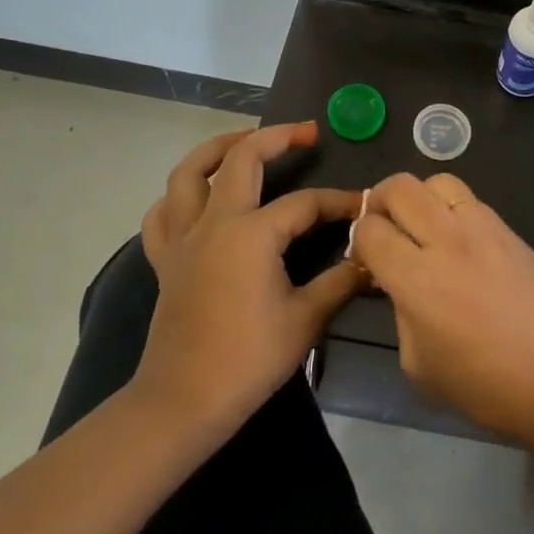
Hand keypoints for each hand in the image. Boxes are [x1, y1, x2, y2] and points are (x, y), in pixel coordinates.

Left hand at [132, 123, 363, 437]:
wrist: (183, 402)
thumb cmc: (248, 360)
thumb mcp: (305, 319)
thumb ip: (340, 282)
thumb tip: (370, 258)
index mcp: (251, 233)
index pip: (304, 203)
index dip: (338, 202)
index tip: (363, 207)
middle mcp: (214, 222)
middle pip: (241, 158)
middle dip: (276, 137)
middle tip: (306, 132)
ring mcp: (183, 238)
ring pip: (188, 172)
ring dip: (217, 148)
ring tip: (245, 142)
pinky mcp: (164, 259)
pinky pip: (163, 213)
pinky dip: (179, 195)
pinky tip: (196, 196)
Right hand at [352, 173, 533, 465]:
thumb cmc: (486, 386)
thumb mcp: (420, 365)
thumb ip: (400, 314)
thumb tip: (399, 286)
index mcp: (416, 278)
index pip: (370, 229)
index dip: (358, 241)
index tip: (366, 261)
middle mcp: (446, 239)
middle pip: (399, 187)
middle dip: (380, 202)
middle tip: (384, 229)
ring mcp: (482, 228)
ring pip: (437, 181)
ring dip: (420, 198)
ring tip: (423, 227)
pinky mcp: (509, 229)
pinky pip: (470, 200)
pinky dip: (452, 209)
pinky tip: (459, 241)